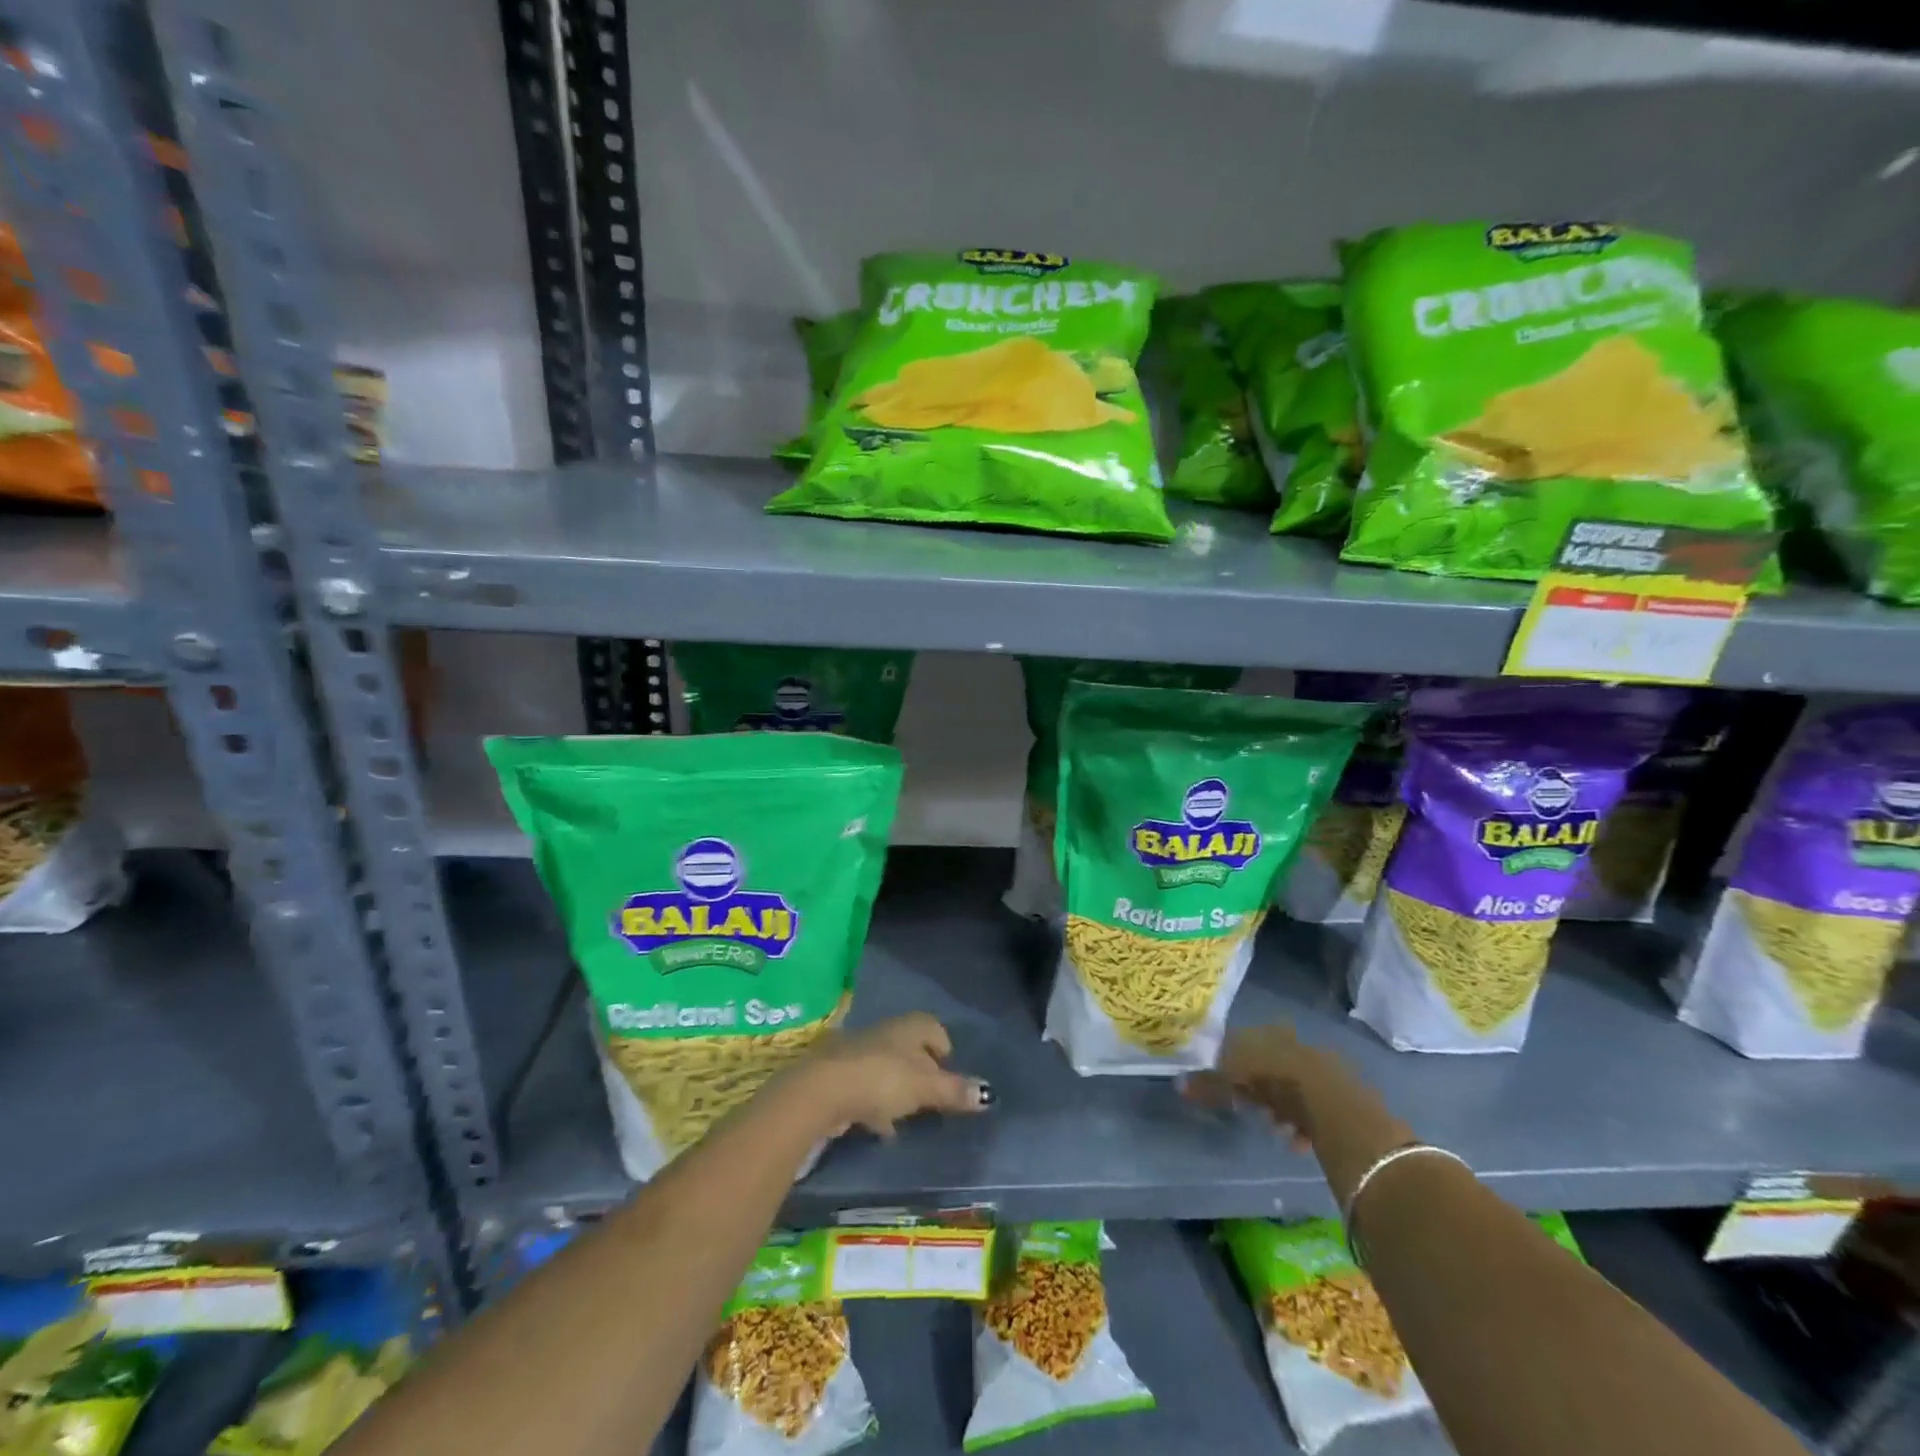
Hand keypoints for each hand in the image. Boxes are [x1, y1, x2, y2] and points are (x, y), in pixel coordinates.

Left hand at [790, 1012, 991, 1139]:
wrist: (821, 1090)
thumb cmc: (881, 1079)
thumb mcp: (925, 1087)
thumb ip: (954, 1091)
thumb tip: (988, 1093)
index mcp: (908, 1027)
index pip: (932, 1027)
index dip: (942, 1046)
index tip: (948, 1071)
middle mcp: (883, 1032)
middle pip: (908, 1047)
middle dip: (920, 1070)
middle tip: (931, 1096)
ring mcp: (858, 1052)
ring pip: (886, 1067)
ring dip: (896, 1088)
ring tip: (906, 1117)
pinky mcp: (838, 1076)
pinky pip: (865, 1086)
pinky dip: (874, 1103)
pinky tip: (878, 1127)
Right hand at [1183, 1023, 1363, 1149]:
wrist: (1333, 1102)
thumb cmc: (1274, 1082)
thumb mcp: (1233, 1081)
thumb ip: (1208, 1084)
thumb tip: (1178, 1083)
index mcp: (1265, 1033)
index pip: (1241, 1042)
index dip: (1229, 1064)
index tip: (1224, 1086)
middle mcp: (1291, 1042)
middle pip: (1267, 1065)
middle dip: (1258, 1088)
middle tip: (1249, 1109)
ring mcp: (1317, 1064)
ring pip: (1290, 1086)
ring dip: (1280, 1107)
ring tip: (1275, 1128)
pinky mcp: (1338, 1090)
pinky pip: (1312, 1105)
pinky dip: (1302, 1121)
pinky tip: (1296, 1139)